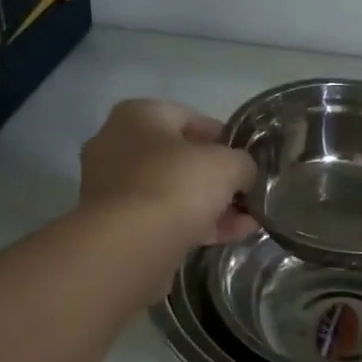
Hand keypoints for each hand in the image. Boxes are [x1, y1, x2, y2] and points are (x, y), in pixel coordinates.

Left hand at [79, 100, 257, 245]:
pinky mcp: (117, 225)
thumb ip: (242, 164)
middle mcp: (118, 146)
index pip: (189, 118)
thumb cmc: (176, 185)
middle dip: (217, 178)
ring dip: (211, 206)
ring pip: (173, 192)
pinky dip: (197, 225)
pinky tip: (232, 236)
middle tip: (246, 193)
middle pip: (180, 159)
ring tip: (248, 221)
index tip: (246, 159)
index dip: (223, 137)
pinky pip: (164, 219)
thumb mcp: (227, 165)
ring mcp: (114, 188)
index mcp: (138, 116)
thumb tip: (243, 174)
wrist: (130, 245)